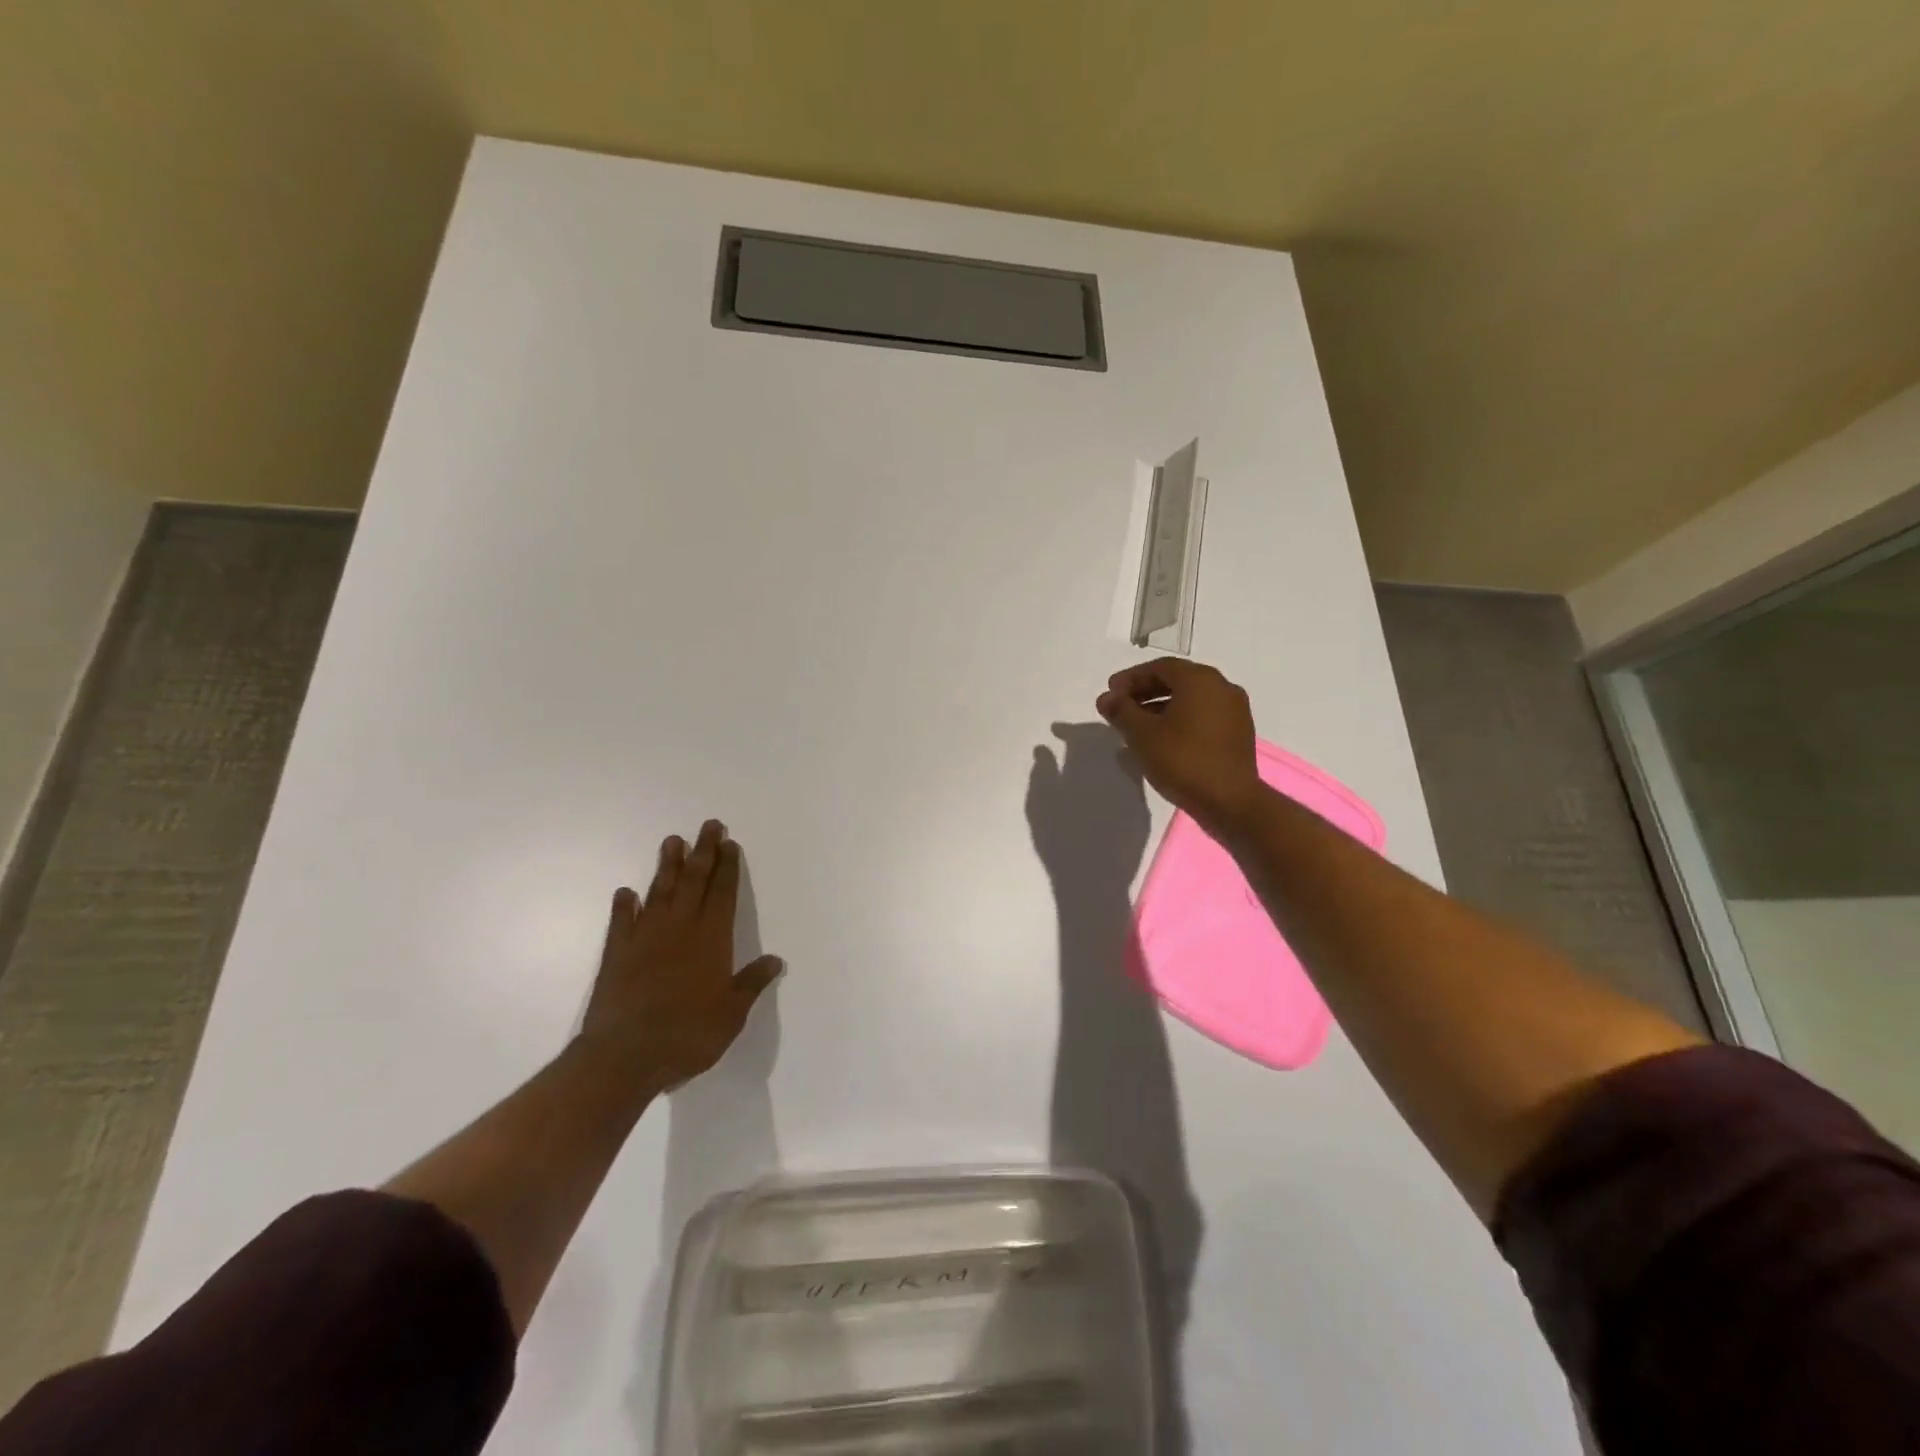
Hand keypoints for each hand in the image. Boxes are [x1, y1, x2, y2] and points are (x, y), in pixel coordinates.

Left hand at [580, 819, 782, 1091]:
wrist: (625, 1056)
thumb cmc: (688, 1035)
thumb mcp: (731, 1014)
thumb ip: (750, 983)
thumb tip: (775, 960)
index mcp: (711, 939)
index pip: (723, 894)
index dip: (728, 868)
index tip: (730, 844)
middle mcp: (680, 929)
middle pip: (693, 882)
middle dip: (703, 852)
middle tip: (709, 826)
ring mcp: (645, 938)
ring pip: (659, 892)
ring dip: (667, 866)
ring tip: (672, 841)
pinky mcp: (617, 954)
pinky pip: (622, 922)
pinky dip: (624, 906)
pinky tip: (625, 893)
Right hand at [1095, 658, 1262, 831]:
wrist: (1230, 802)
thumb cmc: (1182, 761)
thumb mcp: (1142, 735)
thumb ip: (1121, 711)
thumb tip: (1106, 698)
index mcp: (1200, 680)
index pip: (1160, 667)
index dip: (1131, 678)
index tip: (1111, 693)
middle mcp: (1222, 687)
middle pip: (1177, 680)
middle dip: (1145, 691)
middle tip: (1121, 706)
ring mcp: (1235, 711)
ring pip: (1191, 699)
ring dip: (1161, 707)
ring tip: (1137, 726)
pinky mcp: (1238, 733)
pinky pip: (1203, 716)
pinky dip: (1180, 720)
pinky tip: (1162, 740)